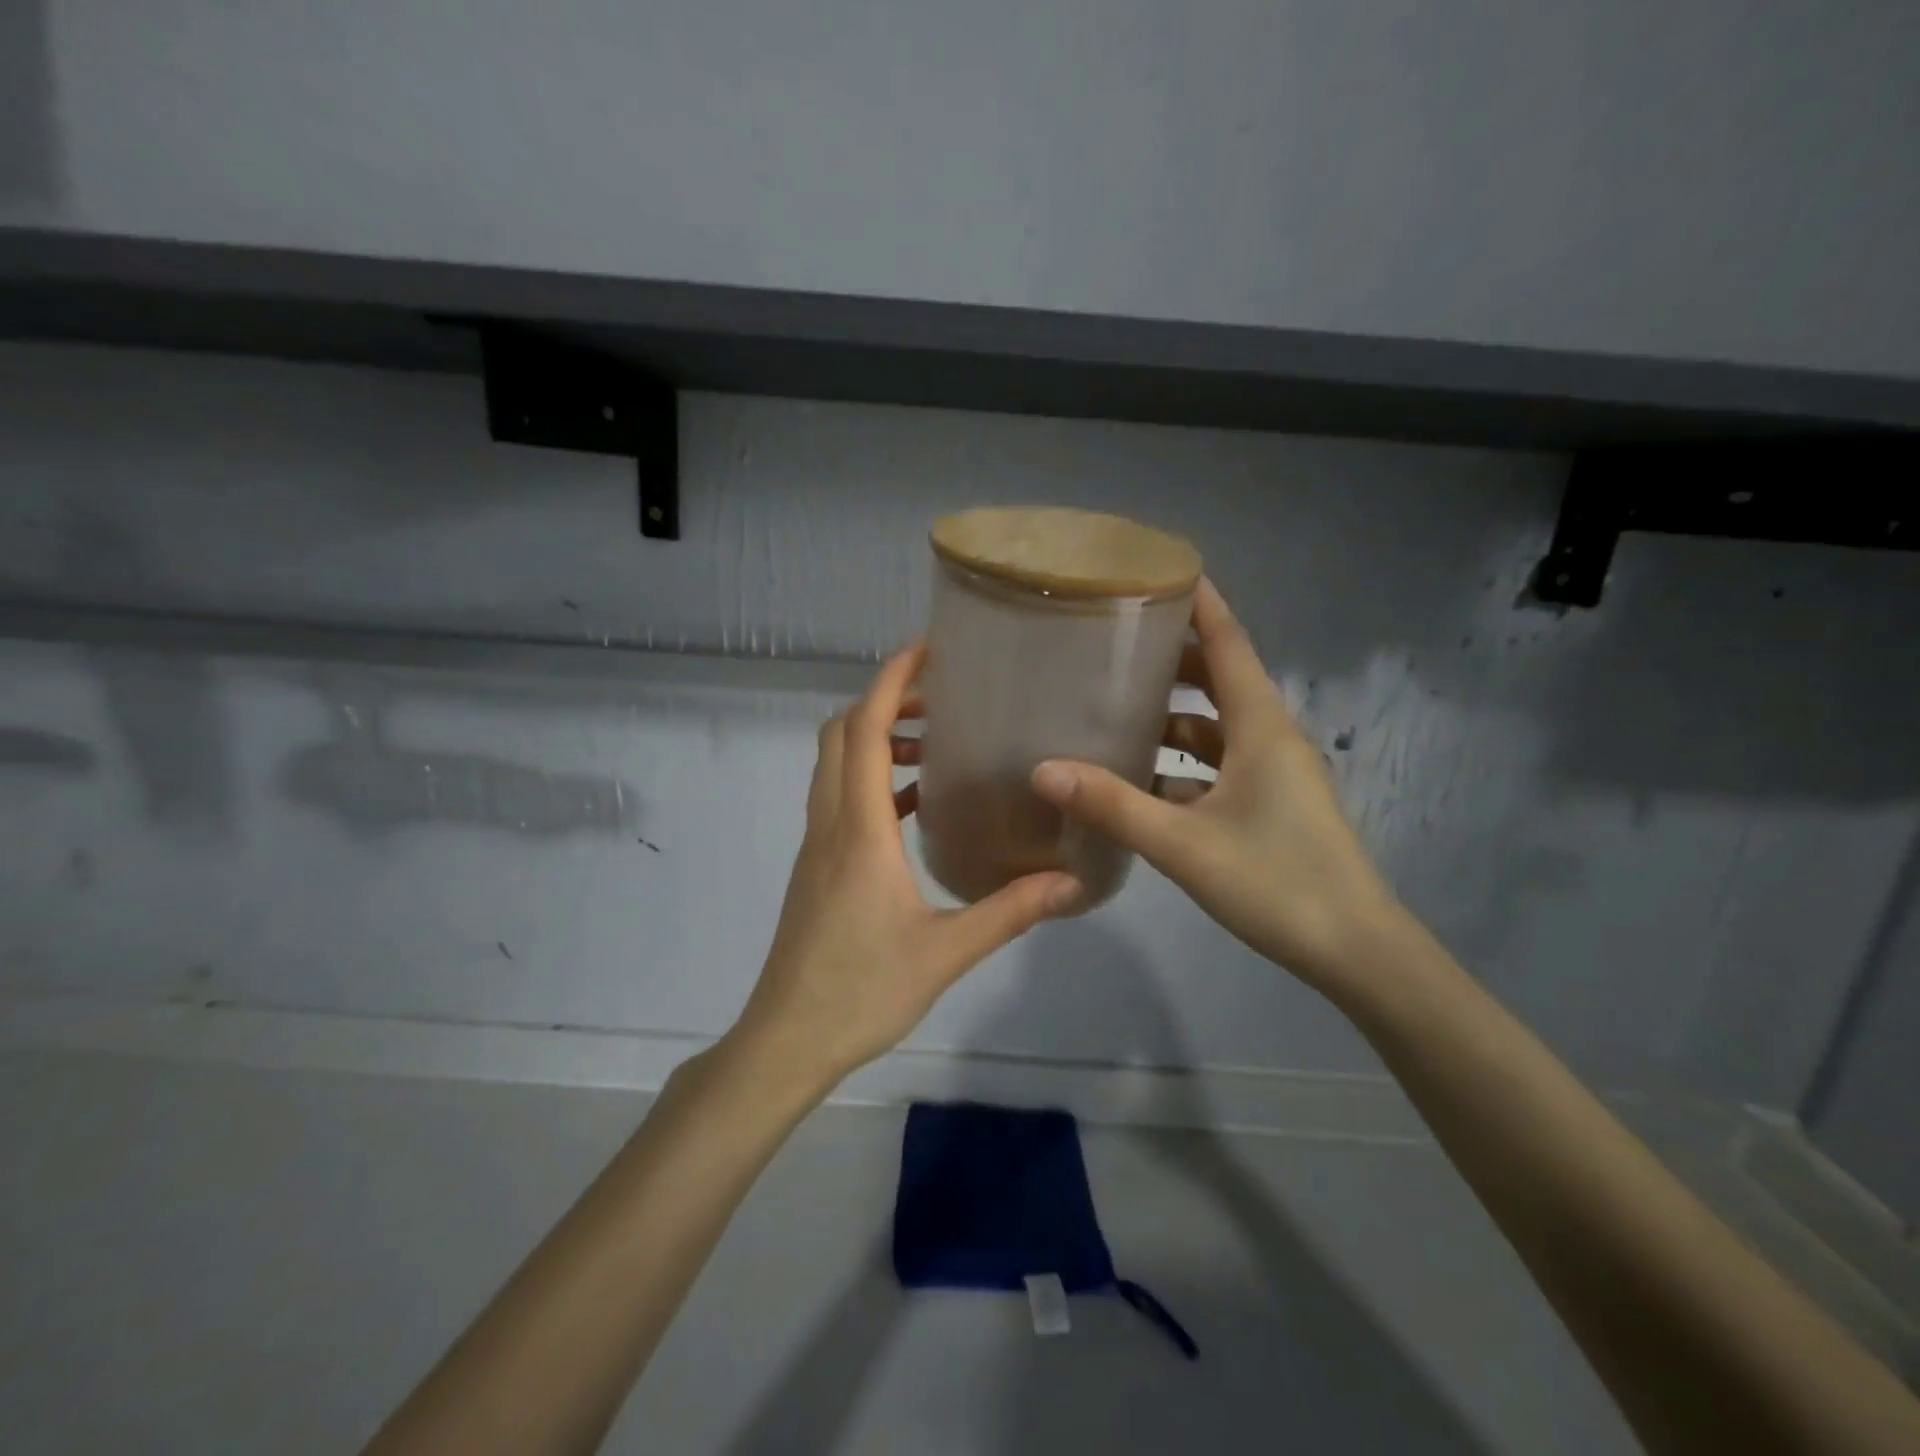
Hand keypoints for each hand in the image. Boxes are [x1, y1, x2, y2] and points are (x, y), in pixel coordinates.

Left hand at [727, 641, 1081, 1097]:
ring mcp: (816, 845)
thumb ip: (1009, 911)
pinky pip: (838, 799)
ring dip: (875, 741)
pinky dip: (871, 780)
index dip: (890, 682)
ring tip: (934, 746)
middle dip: (883, 703)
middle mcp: (830, 823)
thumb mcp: (945, 952)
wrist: (787, 1040)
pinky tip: (913, 806)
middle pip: (840, 734)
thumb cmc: (861, 991)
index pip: (864, 731)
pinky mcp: (815, 867)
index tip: (926, 650)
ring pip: (835, 765)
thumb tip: (1071, 882)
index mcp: (858, 830)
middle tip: (940, 701)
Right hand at [1030, 578, 1397, 988]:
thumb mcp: (1184, 843)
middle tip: (1112, 647)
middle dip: (1170, 660)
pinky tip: (1138, 782)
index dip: (1199, 603)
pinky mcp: (1268, 807)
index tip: (1159, 571)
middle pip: (1218, 680)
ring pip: (1215, 728)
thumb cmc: (1276, 881)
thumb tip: (1043, 770)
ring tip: (1113, 712)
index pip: (1228, 643)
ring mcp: (1272, 775)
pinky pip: (1217, 768)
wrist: (1354, 951)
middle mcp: (1270, 739)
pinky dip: (1180, 766)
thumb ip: (1113, 805)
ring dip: (1171, 718)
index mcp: (1261, 726)